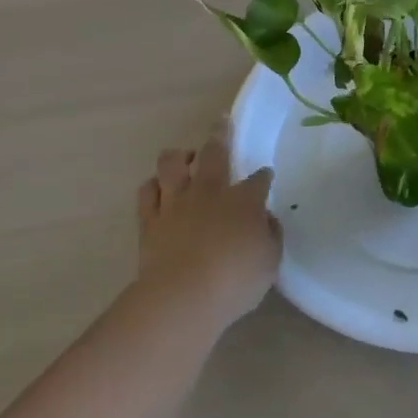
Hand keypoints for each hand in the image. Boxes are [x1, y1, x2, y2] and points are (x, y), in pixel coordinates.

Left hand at [135, 119, 281, 329]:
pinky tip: (158, 186)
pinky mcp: (150, 220)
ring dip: (180, 155)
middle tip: (222, 121)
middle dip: (221, 135)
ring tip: (186, 156)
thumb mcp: (270, 261)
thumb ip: (270, 235)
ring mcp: (176, 203)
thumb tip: (265, 219)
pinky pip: (147, 191)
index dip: (263, 176)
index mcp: (244, 201)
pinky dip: (154, 185)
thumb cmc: (235, 281)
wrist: (183, 296)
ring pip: (172, 163)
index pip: (258, 180)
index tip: (265, 175)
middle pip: (214, 154)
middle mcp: (209, 192)